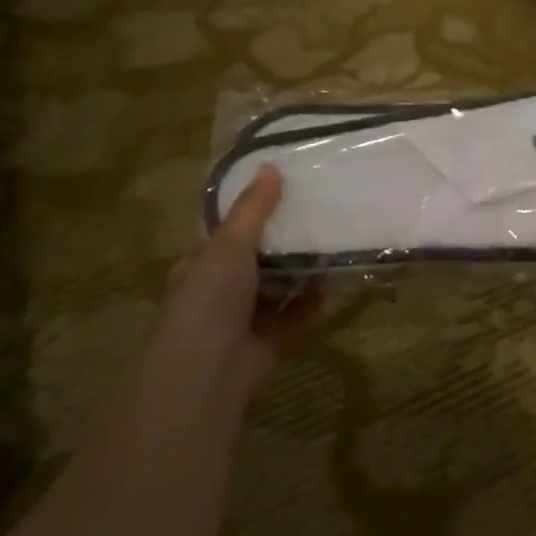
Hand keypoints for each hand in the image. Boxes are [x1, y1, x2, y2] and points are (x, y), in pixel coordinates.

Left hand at [156, 166, 319, 393]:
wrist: (208, 370)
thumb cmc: (210, 298)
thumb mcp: (230, 243)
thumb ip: (253, 208)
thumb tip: (270, 165)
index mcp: (201, 265)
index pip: (228, 234)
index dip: (253, 214)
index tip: (285, 192)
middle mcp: (221, 291)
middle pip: (258, 260)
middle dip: (285, 243)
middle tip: (319, 215)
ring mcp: (245, 319)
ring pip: (279, 287)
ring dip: (302, 272)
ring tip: (334, 244)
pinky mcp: (270, 341)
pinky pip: (296, 315)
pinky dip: (312, 302)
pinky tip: (333, 283)